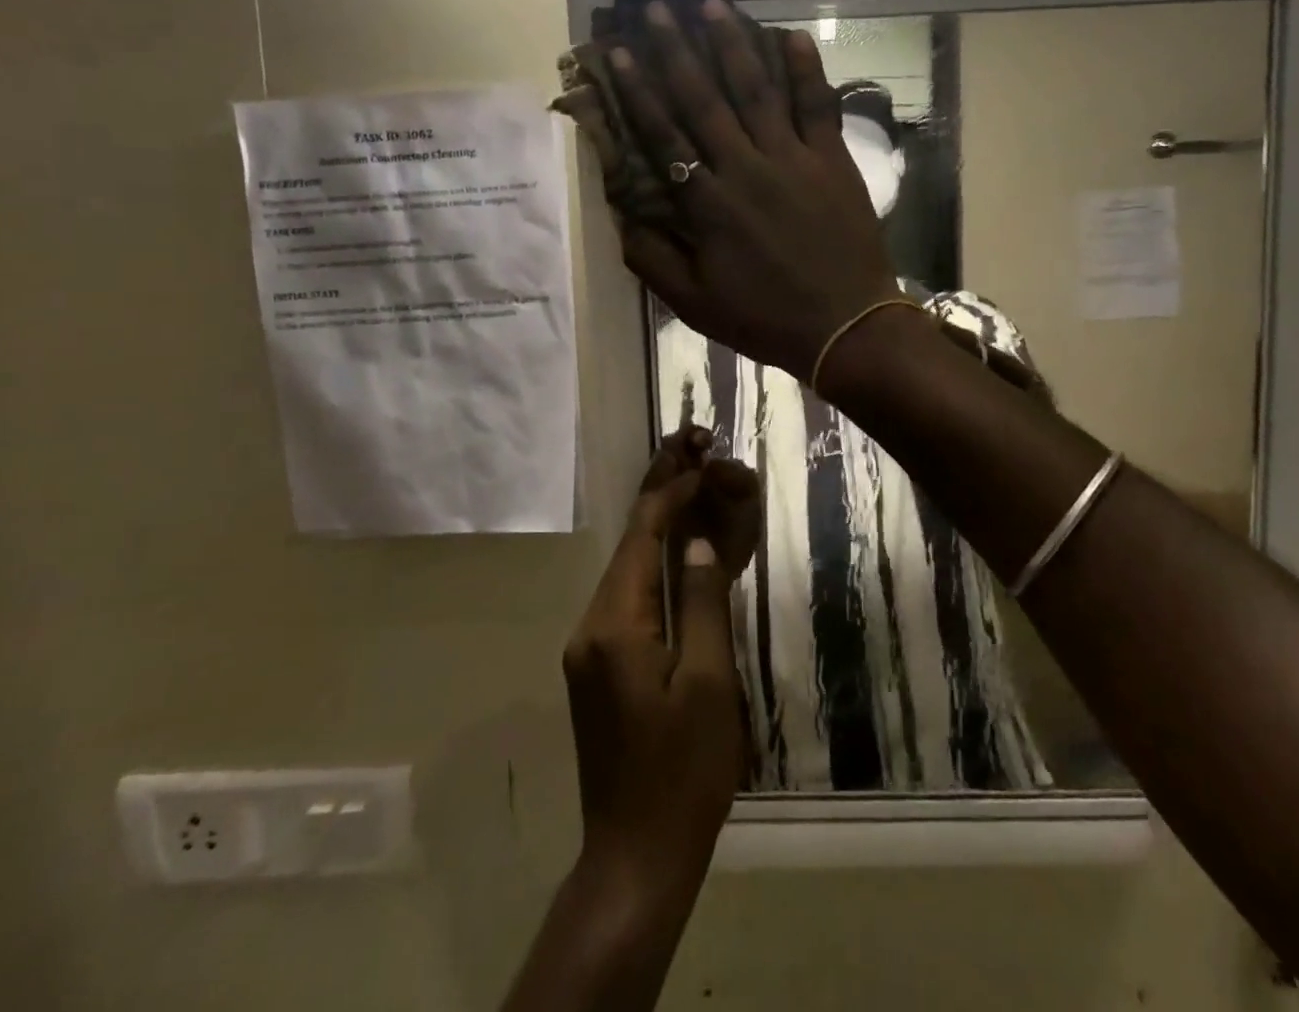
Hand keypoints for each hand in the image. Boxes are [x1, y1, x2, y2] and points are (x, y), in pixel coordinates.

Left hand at [562, 430, 760, 897]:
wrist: (636, 854)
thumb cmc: (683, 769)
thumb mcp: (708, 682)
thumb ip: (703, 603)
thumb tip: (700, 543)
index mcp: (614, 624)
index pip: (643, 536)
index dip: (672, 492)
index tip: (702, 457)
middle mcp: (591, 625)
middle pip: (629, 543)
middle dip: (660, 493)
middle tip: (688, 444)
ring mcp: (589, 647)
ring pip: (627, 567)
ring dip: (659, 525)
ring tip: (690, 481)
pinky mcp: (598, 666)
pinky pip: (628, 596)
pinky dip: (655, 563)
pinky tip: (679, 548)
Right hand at [605, 0, 901, 379]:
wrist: (846, 327)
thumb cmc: (766, 317)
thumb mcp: (694, 303)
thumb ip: (652, 258)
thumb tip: (620, 215)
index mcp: (709, 204)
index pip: (664, 135)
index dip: (639, 92)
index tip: (620, 54)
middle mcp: (746, 168)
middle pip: (705, 100)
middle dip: (678, 51)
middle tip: (657, 9)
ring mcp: (794, 159)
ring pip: (757, 91)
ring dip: (733, 46)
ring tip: (713, 6)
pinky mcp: (833, 160)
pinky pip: (818, 106)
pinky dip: (806, 70)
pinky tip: (792, 36)